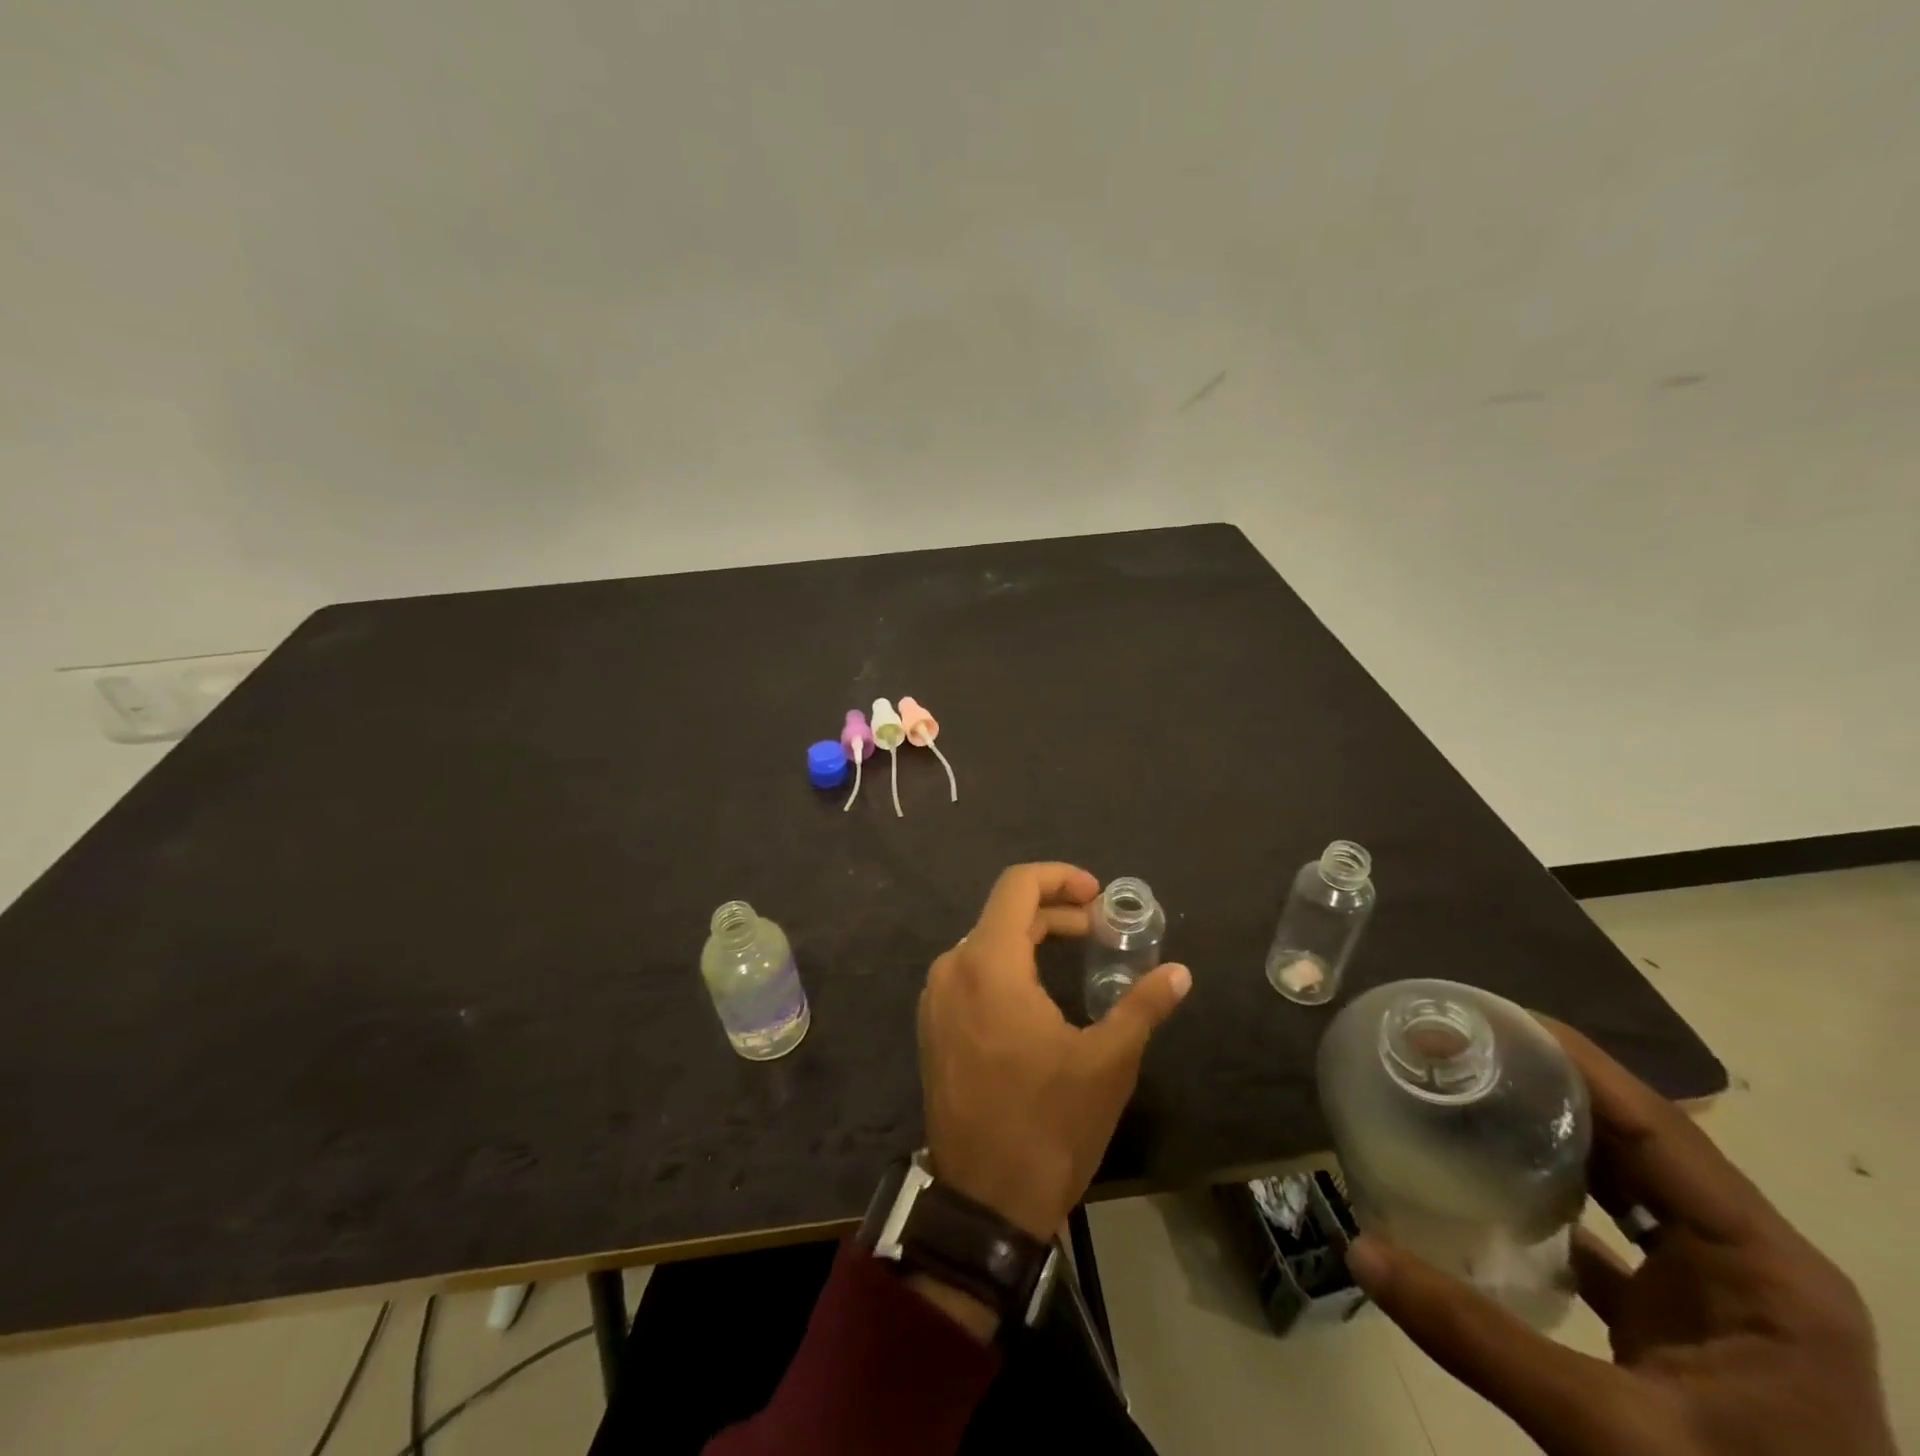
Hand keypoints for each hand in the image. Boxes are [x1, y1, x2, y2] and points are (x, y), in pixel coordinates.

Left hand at [917, 862, 1191, 1241]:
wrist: (982, 1203)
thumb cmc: (1048, 1126)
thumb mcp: (1107, 1063)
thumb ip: (1142, 1006)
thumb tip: (1180, 972)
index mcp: (988, 964)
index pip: (1017, 886)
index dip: (1060, 877)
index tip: (1097, 896)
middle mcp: (952, 968)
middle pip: (1003, 913)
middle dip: (1054, 910)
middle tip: (1100, 928)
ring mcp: (936, 998)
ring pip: (986, 942)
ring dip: (1031, 937)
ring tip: (1075, 952)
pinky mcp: (933, 1025)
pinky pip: (970, 972)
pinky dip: (1006, 964)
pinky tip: (1038, 990)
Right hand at [1347, 1021, 1896, 1455]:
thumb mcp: (1613, 1438)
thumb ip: (1479, 1338)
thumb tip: (1359, 1250)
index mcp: (1768, 1271)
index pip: (1663, 1128)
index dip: (1578, 1062)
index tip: (1491, 1016)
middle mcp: (1751, 1266)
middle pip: (1641, 1144)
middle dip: (1548, 1087)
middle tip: (1457, 1048)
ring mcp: (1722, 1300)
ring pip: (1628, 1187)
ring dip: (1550, 1138)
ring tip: (1466, 1093)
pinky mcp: (1688, 1330)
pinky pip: (1612, 1237)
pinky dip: (1552, 1201)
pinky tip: (1488, 1184)